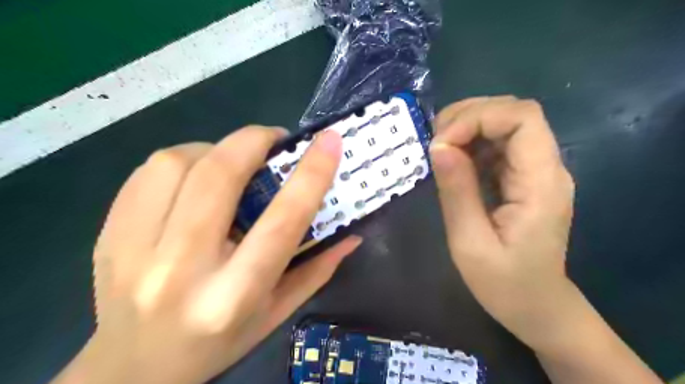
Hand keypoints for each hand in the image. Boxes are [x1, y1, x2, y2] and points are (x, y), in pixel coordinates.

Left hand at [52, 127, 363, 383]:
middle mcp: (182, 269)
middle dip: (254, 141)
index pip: (282, 221)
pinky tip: (195, 176)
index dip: (311, 174)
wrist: (134, 369)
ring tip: (232, 161)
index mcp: (234, 294)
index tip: (329, 141)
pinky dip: (182, 160)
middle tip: (274, 139)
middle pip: (219, 177)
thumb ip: (317, 270)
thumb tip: (352, 235)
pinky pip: (146, 172)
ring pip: (177, 163)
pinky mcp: (108, 235)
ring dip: (215, 149)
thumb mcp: (277, 313)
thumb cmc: (218, 343)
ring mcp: (134, 250)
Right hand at [430, 97, 573, 349]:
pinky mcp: (523, 177)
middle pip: (515, 112)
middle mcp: (547, 168)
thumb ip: (456, 191)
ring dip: (467, 126)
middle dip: (469, 116)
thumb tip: (438, 145)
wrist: (536, 307)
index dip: (478, 117)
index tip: (441, 143)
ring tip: (438, 148)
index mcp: (542, 183)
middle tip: (434, 143)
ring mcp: (536, 171)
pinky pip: (498, 144)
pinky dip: (470, 142)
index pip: (522, 117)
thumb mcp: (470, 242)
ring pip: (506, 123)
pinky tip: (452, 160)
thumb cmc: (504, 284)